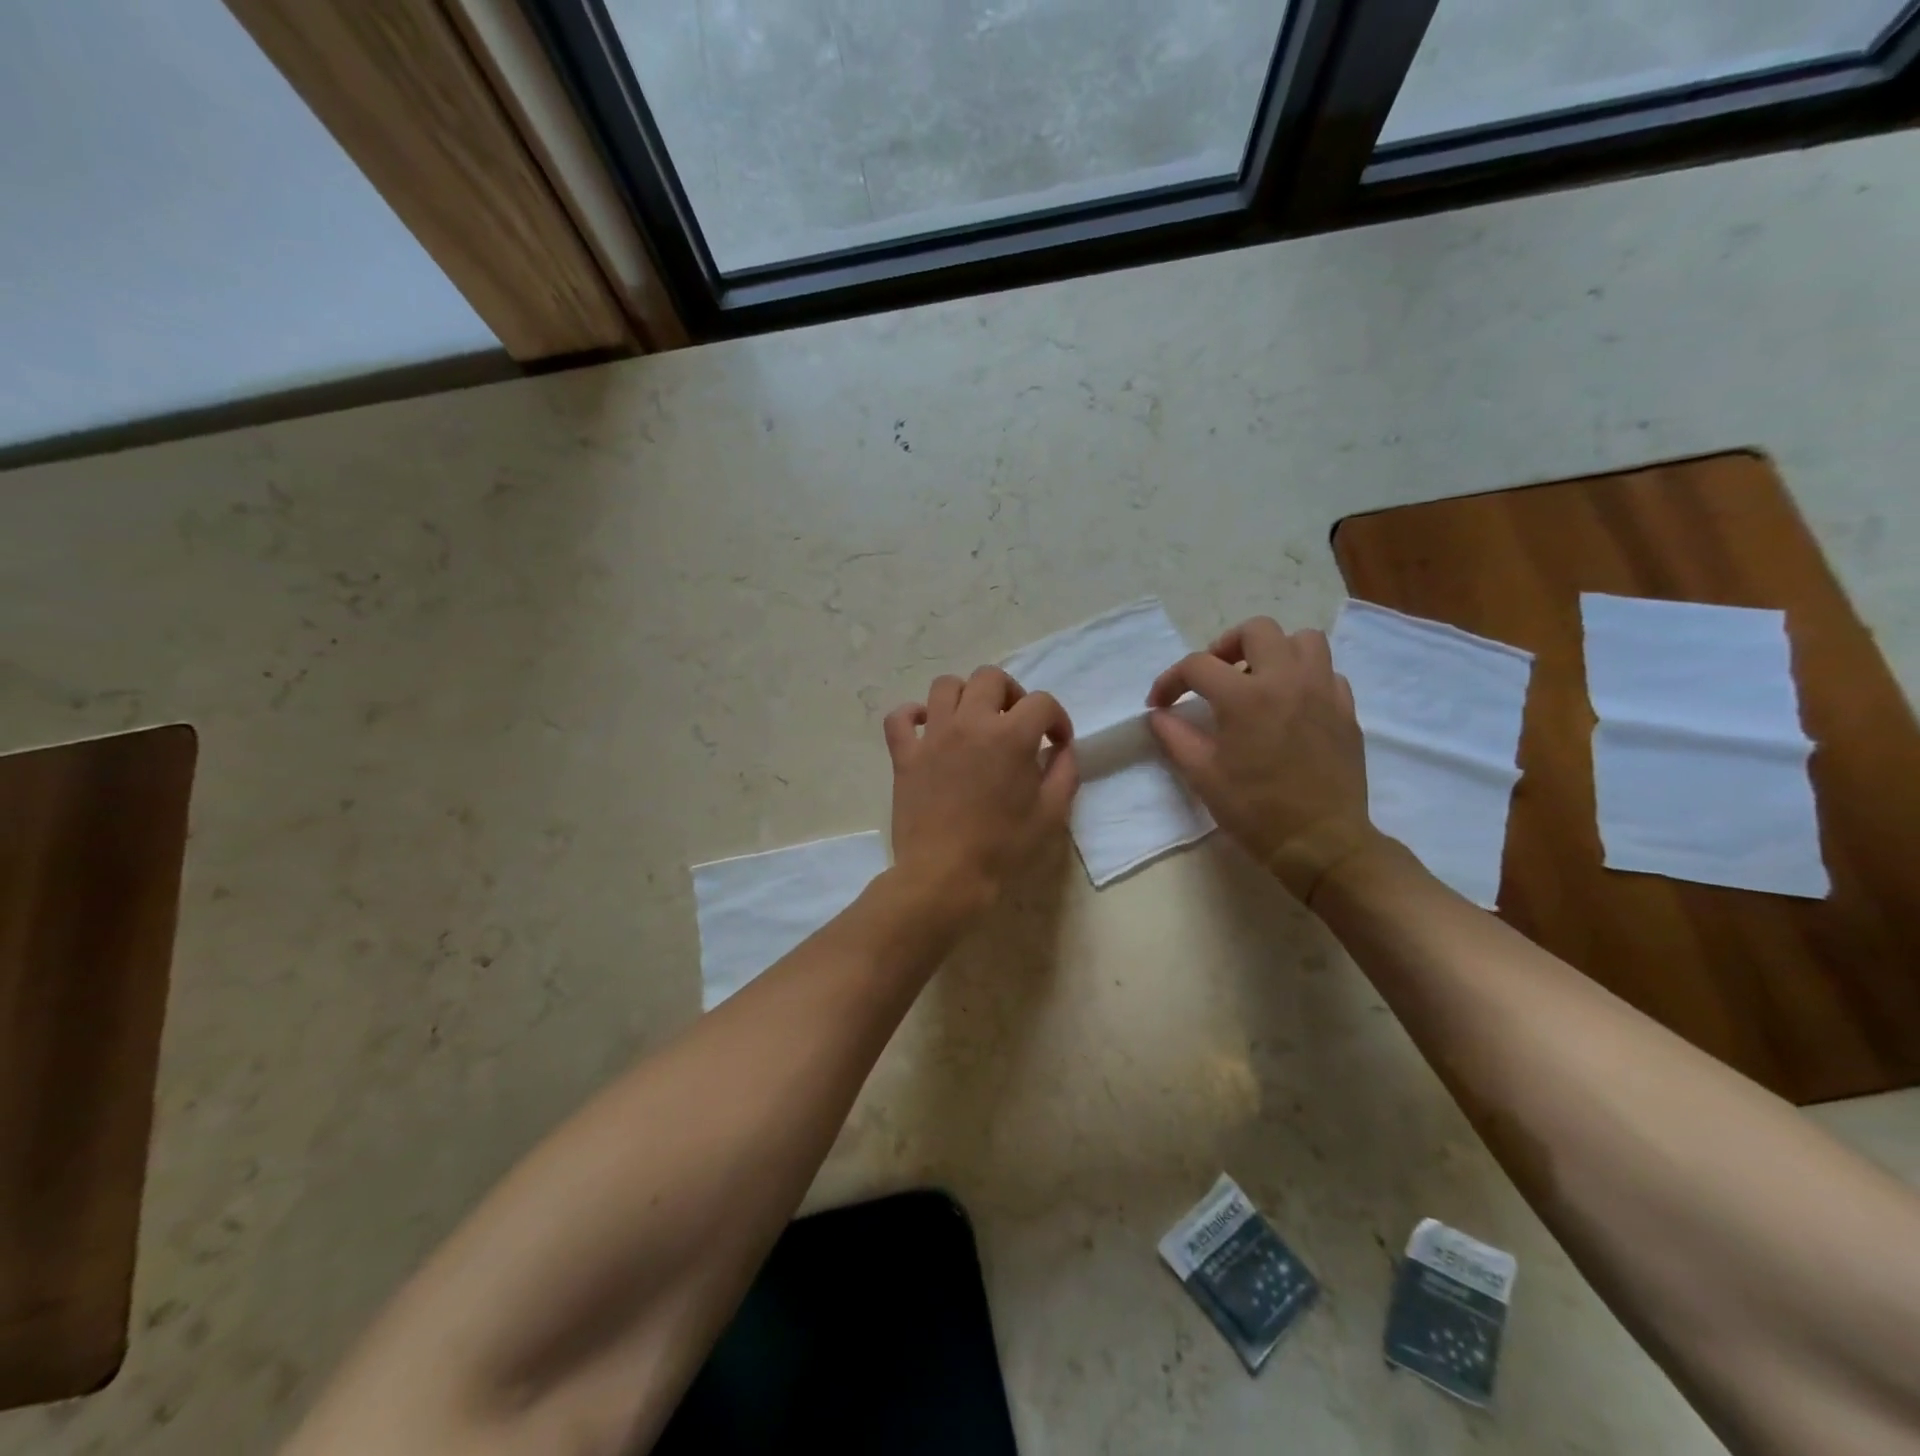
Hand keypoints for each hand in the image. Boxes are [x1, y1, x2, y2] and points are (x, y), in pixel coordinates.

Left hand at [884, 667, 1078, 921]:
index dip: (1056, 719)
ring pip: (945, 686)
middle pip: (990, 678)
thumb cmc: (1003, 847)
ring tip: (974, 721)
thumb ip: (1064, 772)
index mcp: (1010, 736)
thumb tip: (1061, 749)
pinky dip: (912, 715)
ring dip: (965, 696)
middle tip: (1016, 722)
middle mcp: (970, 723)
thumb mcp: (1051, 814)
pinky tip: (927, 728)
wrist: (945, 876)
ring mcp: (932, 736)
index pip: (1041, 703)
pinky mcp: (904, 754)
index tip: (1057, 742)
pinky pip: (900, 717)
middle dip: (1011, 693)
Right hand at [1146, 617, 1384, 902]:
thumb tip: (1158, 715)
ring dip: (1274, 651)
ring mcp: (1322, 691)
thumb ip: (1175, 737)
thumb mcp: (1203, 776)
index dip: (1170, 680)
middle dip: (1226, 646)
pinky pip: (1327, 672)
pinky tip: (1290, 703)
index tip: (1160, 703)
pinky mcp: (1346, 710)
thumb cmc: (1255, 810)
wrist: (1321, 842)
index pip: (1197, 665)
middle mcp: (1287, 681)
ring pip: (1302, 640)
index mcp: (1245, 697)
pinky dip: (1304, 676)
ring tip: (1257, 680)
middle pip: (1257, 630)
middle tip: (1215, 676)